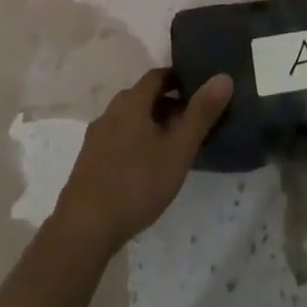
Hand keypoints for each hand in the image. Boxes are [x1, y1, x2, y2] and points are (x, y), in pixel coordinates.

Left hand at [50, 69, 232, 253]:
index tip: (199, 91)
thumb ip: (201, 113)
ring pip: (130, 120)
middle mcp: (110, 112)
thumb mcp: (178, 150)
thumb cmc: (136, 183)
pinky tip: (146, 168)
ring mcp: (96, 137)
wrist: (83, 230)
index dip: (179, 79)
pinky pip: (118, 139)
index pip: (158, 76)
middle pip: (143, 97)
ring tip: (172, 147)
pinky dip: (136, 142)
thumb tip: (223, 77)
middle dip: (168, 104)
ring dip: (151, 125)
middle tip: (191, 123)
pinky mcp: (88, 161)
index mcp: (131, 102)